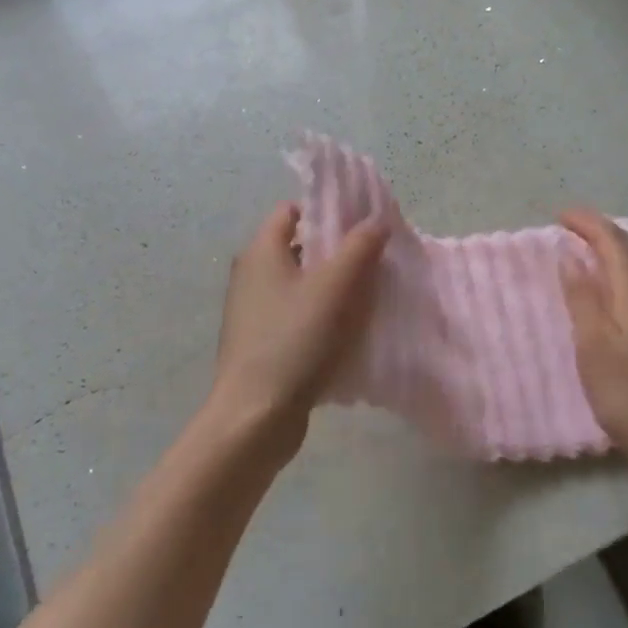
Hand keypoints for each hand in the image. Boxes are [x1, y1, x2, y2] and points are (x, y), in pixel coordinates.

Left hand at [210, 202, 389, 455]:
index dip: (328, 211)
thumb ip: (359, 247)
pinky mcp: (262, 344)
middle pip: (300, 248)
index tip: (363, 224)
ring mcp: (254, 312)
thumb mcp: (335, 287)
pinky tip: (349, 333)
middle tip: (376, 260)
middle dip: (338, 251)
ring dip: (334, 287)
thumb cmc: (294, 341)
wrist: (256, 416)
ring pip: (302, 285)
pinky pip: (298, 317)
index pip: (293, 211)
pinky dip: (322, 317)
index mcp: (261, 251)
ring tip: (371, 296)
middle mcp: (252, 275)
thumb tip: (376, 220)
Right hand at [558, 210, 627, 462]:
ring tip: (582, 247)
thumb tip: (570, 257)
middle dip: (599, 230)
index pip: (614, 242)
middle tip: (568, 225)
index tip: (559, 216)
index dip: (587, 224)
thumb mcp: (593, 344)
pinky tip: (604, 286)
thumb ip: (581, 297)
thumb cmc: (627, 391)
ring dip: (610, 248)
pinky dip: (617, 269)